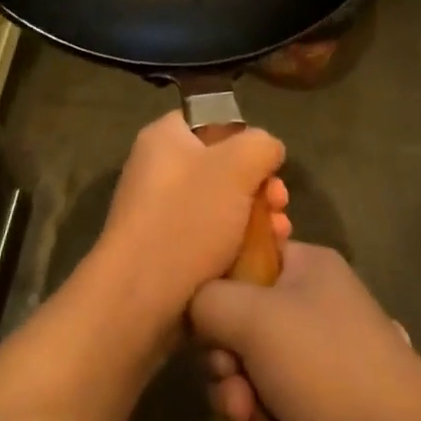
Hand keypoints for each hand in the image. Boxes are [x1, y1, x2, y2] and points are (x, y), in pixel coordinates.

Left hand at [90, 112, 289, 336]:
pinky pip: (211, 237)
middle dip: (260, 185)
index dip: (245, 139)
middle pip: (223, 166)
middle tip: (280, 204)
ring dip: (257, 217)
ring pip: (223, 205)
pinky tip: (262, 259)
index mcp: (164, 137)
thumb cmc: (188, 219)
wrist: (141, 298)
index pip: (212, 121)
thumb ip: (261, 145)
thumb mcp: (237, 166)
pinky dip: (238, 244)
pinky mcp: (168, 250)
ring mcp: (160, 212)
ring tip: (279, 235)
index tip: (268, 164)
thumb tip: (267, 151)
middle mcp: (158, 169)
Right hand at [191, 244, 420, 420]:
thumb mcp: (255, 316)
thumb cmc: (325, 365)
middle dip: (225, 363)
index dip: (218, 289)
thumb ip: (208, 300)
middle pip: (238, 324)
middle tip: (232, 383)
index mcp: (306, 268)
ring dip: (235, 404)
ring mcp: (314, 364)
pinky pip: (264, 414)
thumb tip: (194, 307)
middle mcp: (310, 309)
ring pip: (246, 375)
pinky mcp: (314, 413)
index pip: (246, 260)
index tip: (205, 320)